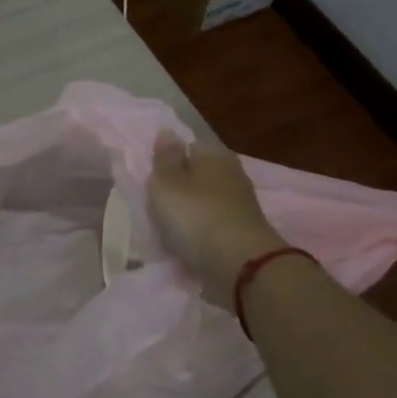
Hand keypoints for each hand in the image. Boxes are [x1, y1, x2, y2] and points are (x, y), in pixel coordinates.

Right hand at [147, 133, 284, 301]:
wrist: (240, 266)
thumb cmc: (195, 215)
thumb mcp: (166, 182)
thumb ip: (165, 158)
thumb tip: (168, 131)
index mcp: (214, 154)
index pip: (191, 144)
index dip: (171, 157)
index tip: (153, 175)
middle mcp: (232, 173)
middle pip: (199, 174)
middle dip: (180, 187)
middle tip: (156, 203)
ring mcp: (240, 205)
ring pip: (206, 201)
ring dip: (189, 212)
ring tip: (167, 228)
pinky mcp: (242, 232)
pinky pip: (213, 226)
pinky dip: (200, 232)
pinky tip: (186, 243)